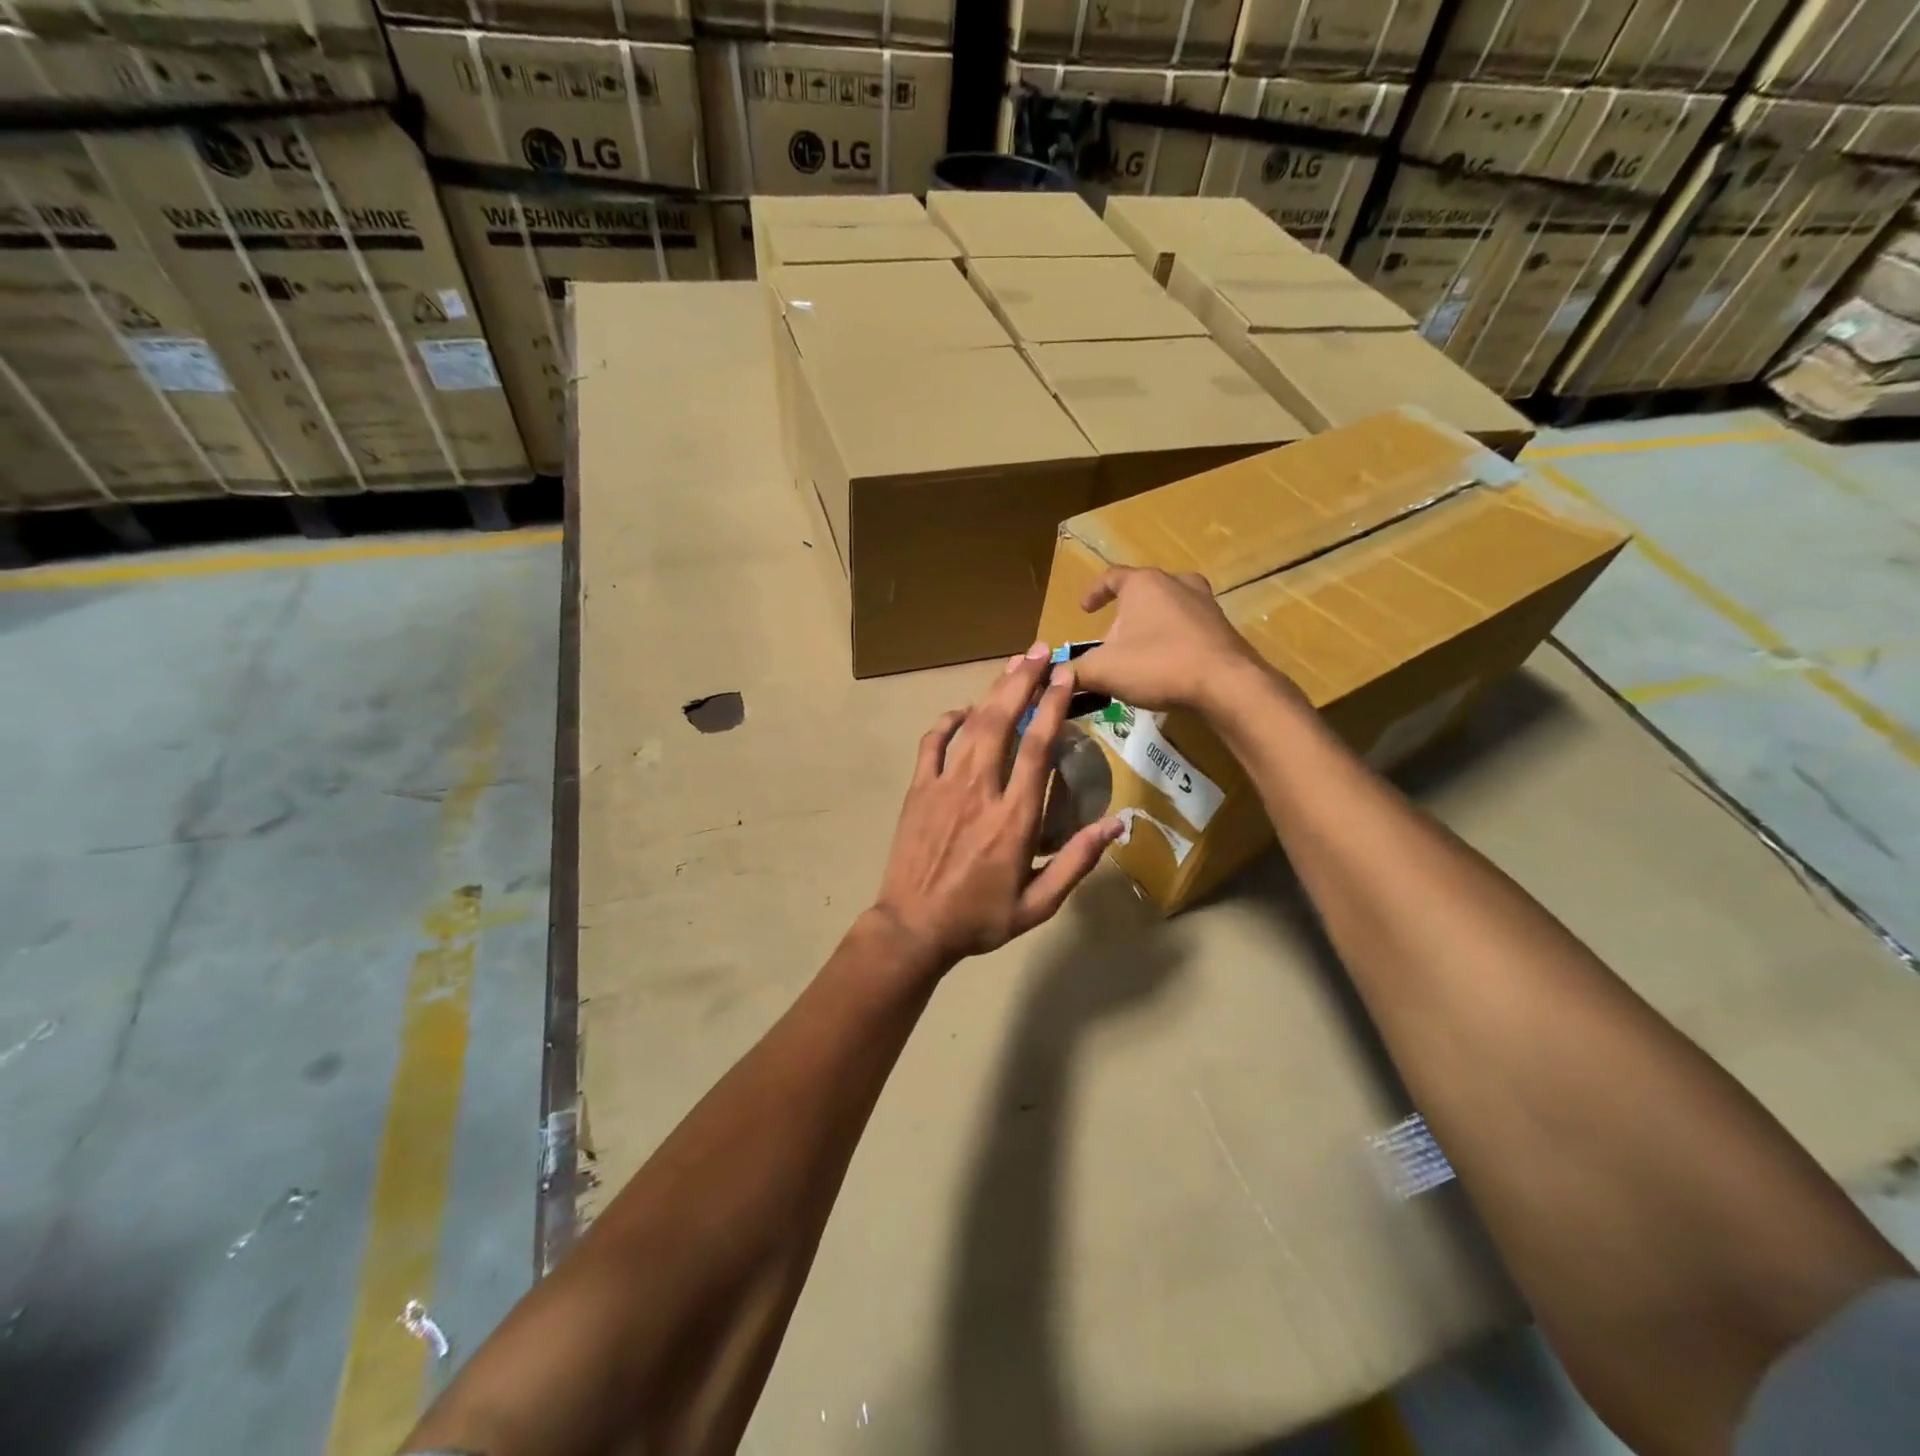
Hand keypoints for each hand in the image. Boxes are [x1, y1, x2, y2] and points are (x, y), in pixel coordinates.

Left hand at [872, 642, 1123, 969]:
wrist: (914, 928)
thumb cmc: (980, 919)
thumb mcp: (1039, 904)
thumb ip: (1078, 861)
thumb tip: (1118, 823)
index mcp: (1014, 818)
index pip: (1038, 748)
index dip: (1054, 706)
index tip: (1067, 675)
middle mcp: (980, 791)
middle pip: (1004, 723)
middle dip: (1024, 682)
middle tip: (1042, 651)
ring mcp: (943, 787)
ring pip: (971, 727)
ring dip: (993, 692)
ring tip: (1013, 665)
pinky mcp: (917, 790)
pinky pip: (931, 744)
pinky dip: (946, 722)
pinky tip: (961, 710)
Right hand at [1071, 567, 1274, 713]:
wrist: (1227, 684)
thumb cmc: (1158, 665)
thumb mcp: (1103, 670)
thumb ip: (1074, 671)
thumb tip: (1054, 675)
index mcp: (1143, 584)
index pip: (1111, 577)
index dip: (1094, 593)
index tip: (1084, 609)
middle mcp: (1176, 583)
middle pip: (1142, 591)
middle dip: (1124, 613)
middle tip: (1112, 639)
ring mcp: (1205, 603)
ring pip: (1169, 607)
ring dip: (1152, 624)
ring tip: (1140, 650)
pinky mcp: (1222, 627)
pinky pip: (1189, 627)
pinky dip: (1174, 639)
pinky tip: (1168, 664)